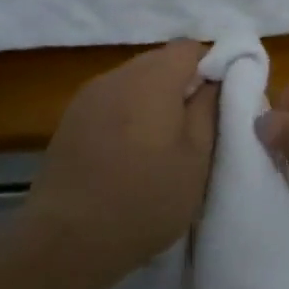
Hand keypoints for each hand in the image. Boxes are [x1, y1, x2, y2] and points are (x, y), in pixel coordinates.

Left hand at [24, 40, 218, 276]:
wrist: (67, 240)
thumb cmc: (144, 200)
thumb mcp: (196, 159)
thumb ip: (209, 109)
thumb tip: (216, 79)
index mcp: (152, 79)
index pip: (190, 48)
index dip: (212, 66)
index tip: (220, 102)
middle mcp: (116, 76)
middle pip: (159, 61)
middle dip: (182, 84)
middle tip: (196, 126)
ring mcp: (88, 97)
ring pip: (134, 81)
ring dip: (154, 101)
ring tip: (162, 144)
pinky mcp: (70, 120)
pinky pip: (111, 101)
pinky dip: (128, 115)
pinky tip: (130, 153)